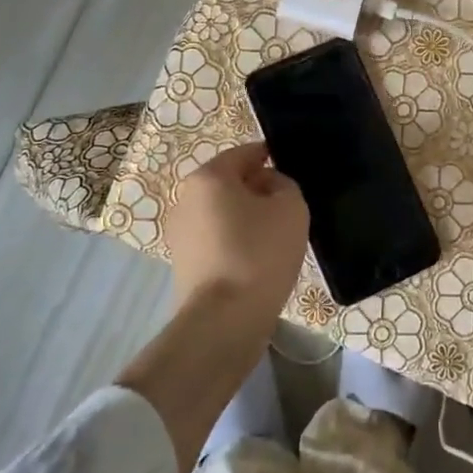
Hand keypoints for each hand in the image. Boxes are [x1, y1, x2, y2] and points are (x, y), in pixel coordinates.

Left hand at [166, 142, 309, 317]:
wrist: (224, 319)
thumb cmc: (259, 253)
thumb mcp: (291, 207)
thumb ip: (284, 184)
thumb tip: (269, 186)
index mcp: (209, 176)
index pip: (246, 153)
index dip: (272, 157)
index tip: (293, 173)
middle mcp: (186, 197)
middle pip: (231, 182)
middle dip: (258, 189)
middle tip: (288, 208)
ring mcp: (179, 231)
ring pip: (223, 211)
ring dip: (247, 217)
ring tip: (275, 237)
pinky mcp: (182, 261)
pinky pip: (216, 238)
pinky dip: (236, 241)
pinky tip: (257, 260)